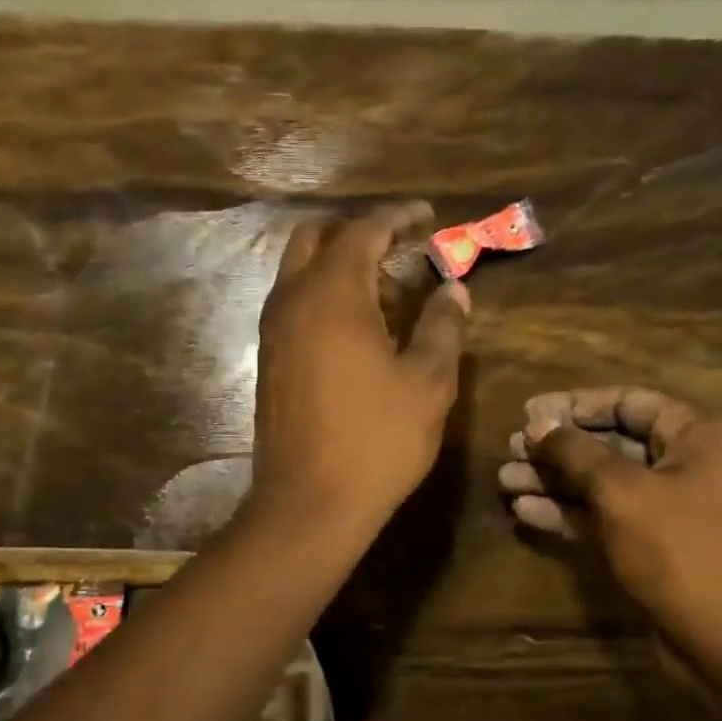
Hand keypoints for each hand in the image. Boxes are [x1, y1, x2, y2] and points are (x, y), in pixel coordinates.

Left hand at [253, 202, 469, 531]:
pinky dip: (324, 296)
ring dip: (340, 267)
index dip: (398, 217)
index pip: (364, 229)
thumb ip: (443, 327)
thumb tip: (453, 289)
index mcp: (332, 293)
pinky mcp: (269, 361)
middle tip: (401, 251)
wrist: (309, 503)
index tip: (428, 217)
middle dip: (360, 233)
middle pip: (317, 238)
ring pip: (300, 272)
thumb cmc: (377, 440)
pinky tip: (359, 330)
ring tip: (387, 293)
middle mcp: (292, 299)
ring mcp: (273, 331)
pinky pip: (294, 305)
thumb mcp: (428, 382)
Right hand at [499, 387, 721, 648]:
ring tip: (505, 479)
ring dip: (555, 481)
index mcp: (698, 436)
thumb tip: (537, 423)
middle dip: (558, 448)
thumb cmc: (681, 550)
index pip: (629, 402)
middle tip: (511, 449)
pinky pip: (608, 519)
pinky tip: (525, 511)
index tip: (530, 412)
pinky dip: (570, 513)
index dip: (576, 405)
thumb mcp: (622, 492)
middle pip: (612, 444)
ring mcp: (672, 510)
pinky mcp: (656, 548)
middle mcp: (689, 466)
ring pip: (604, 485)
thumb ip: (576, 452)